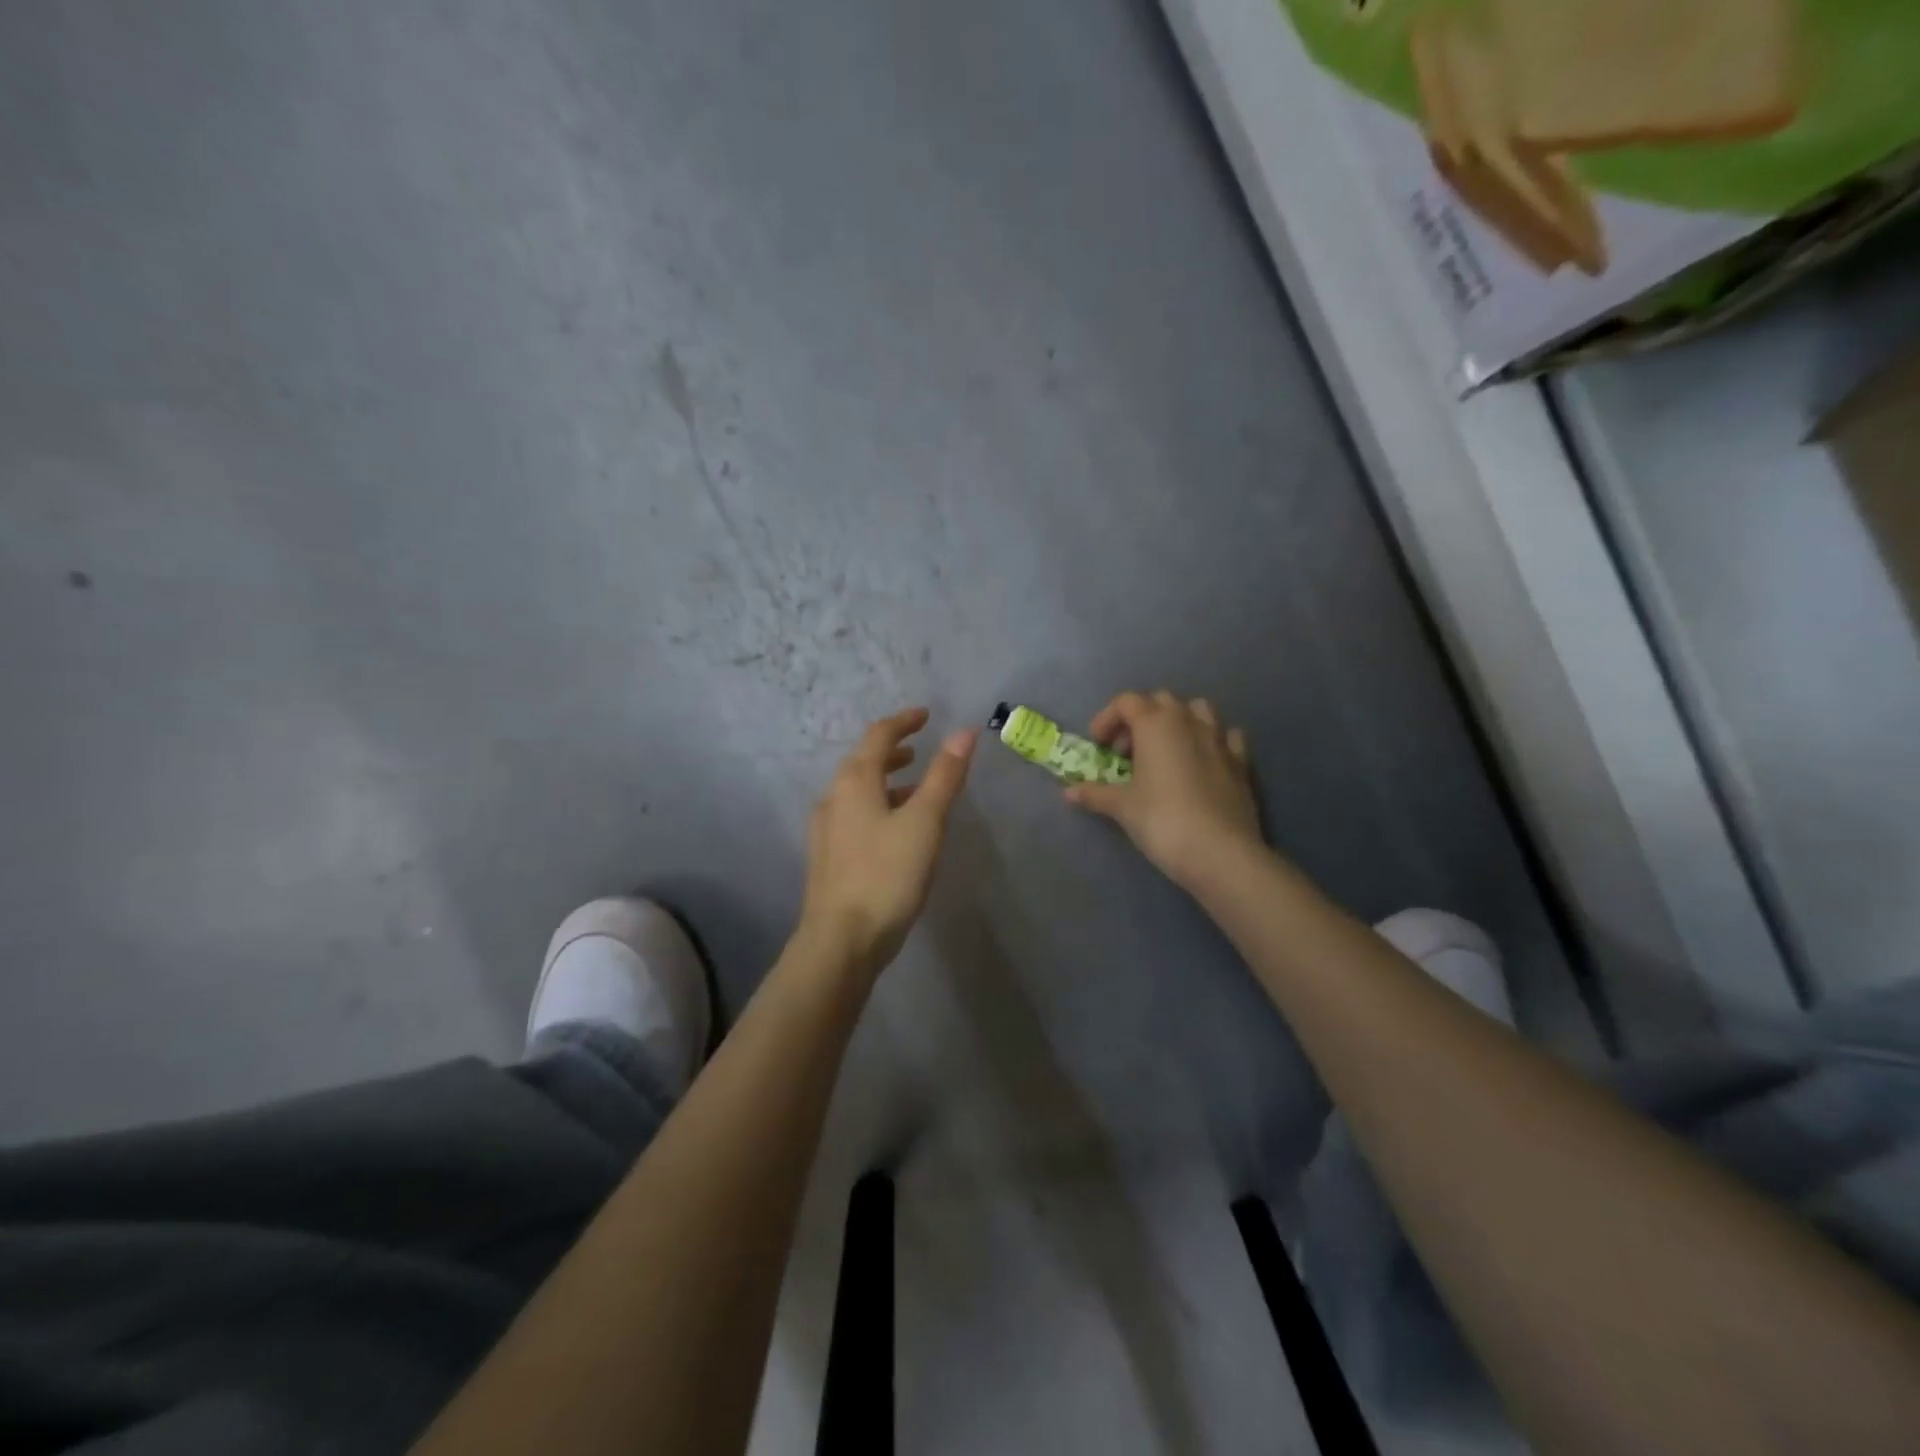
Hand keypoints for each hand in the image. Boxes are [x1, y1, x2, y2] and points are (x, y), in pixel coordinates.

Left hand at [799, 707, 976, 978]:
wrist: (841, 941)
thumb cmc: (887, 874)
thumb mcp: (925, 822)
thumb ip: (944, 776)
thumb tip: (964, 732)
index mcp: (854, 782)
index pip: (878, 736)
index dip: (903, 722)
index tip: (926, 715)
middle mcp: (833, 798)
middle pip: (862, 762)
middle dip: (892, 751)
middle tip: (919, 749)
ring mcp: (826, 830)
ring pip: (858, 792)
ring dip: (886, 781)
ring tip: (916, 789)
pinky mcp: (828, 857)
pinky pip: (855, 816)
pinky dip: (879, 807)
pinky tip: (897, 831)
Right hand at [1065, 691, 1261, 888]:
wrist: (1220, 852)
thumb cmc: (1162, 820)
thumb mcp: (1122, 807)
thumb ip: (1095, 794)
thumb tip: (1068, 792)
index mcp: (1156, 724)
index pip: (1126, 702)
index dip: (1107, 719)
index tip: (1098, 746)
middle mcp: (1188, 721)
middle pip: (1160, 701)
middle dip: (1140, 719)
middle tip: (1126, 752)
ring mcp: (1219, 739)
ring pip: (1197, 710)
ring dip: (1177, 722)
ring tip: (1164, 751)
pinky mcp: (1241, 762)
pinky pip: (1225, 736)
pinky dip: (1210, 741)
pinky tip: (1202, 761)